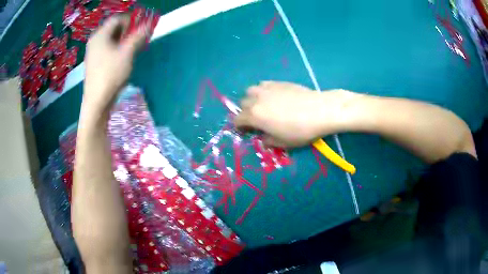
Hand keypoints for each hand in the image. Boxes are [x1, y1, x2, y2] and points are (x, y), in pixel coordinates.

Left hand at [83, 15, 148, 112]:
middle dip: (128, 31)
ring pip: (111, 39)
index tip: (141, 28)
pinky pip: (107, 49)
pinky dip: (117, 49)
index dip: (131, 20)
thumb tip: (149, 23)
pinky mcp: (94, 63)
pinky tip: (123, 59)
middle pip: (114, 28)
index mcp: (100, 35)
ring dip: (124, 40)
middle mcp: (94, 41)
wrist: (96, 102)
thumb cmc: (111, 75)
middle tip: (138, 39)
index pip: (117, 19)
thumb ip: (138, 36)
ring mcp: (93, 52)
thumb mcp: (127, 53)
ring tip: (133, 50)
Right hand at [234, 81, 355, 146]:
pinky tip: (274, 96)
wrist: (320, 110)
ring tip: (262, 105)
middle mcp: (256, 99)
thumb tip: (263, 138)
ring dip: (252, 98)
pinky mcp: (278, 82)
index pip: (238, 120)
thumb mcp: (282, 142)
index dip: (240, 127)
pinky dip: (263, 91)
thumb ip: (268, 141)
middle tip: (256, 119)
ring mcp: (267, 88)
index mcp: (254, 115)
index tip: (247, 132)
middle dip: (245, 112)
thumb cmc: (300, 130)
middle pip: (242, 103)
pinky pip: (263, 85)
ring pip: (251, 90)